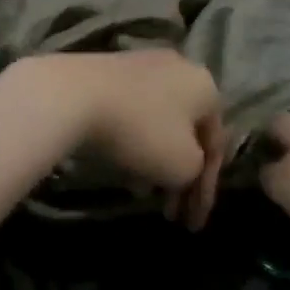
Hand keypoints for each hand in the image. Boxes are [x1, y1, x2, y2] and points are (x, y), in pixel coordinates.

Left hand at [26, 51, 225, 228]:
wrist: (74, 96)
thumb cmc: (141, 132)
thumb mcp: (182, 165)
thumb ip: (195, 171)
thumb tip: (185, 166)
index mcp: (206, 87)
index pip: (215, 147)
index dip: (206, 191)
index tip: (192, 224)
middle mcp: (180, 69)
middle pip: (187, 134)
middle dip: (179, 178)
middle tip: (169, 213)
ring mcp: (143, 65)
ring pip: (159, 124)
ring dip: (156, 163)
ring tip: (142, 194)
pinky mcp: (110, 70)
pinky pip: (133, 114)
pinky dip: (134, 142)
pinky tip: (121, 167)